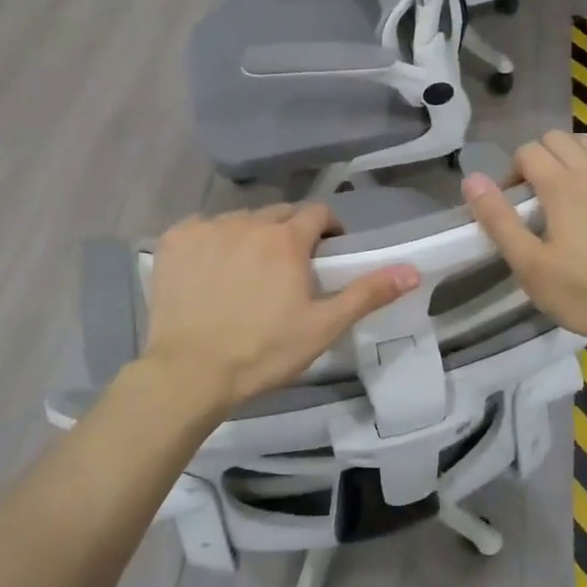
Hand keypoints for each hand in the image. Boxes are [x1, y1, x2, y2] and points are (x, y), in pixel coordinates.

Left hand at [140, 203, 419, 414]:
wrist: (190, 373)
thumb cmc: (263, 352)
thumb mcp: (323, 327)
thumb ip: (367, 294)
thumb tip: (412, 271)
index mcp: (286, 238)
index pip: (317, 213)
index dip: (327, 229)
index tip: (326, 251)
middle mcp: (248, 222)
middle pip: (278, 214)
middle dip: (289, 233)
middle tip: (288, 268)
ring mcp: (207, 229)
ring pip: (239, 220)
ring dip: (250, 236)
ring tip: (247, 271)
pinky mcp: (175, 241)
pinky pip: (201, 228)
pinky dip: (210, 241)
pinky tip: (209, 270)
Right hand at [462, 131, 586, 355]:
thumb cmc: (582, 294)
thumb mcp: (529, 265)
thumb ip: (498, 220)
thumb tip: (472, 180)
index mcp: (564, 187)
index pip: (528, 151)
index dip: (510, 173)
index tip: (510, 207)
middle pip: (558, 139)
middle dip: (536, 158)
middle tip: (531, 198)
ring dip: (566, 157)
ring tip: (558, 194)